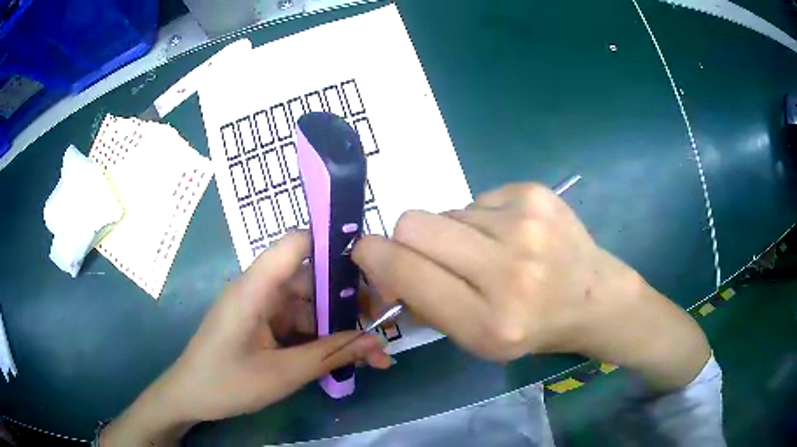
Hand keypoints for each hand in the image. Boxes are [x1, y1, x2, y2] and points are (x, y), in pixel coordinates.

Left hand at [101, 232, 390, 445]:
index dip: (333, 244)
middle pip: (310, 279)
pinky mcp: (260, 323)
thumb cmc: (228, 383)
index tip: (372, 266)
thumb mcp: (284, 374)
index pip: (297, 244)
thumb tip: (378, 342)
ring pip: (307, 305)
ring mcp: (259, 307)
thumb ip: (332, 355)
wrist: (189, 398)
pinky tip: (339, 356)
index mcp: (255, 288)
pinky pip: (295, 323)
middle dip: (347, 302)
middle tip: (382, 323)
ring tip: (370, 352)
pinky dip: (318, 337)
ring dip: (336, 327)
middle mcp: (259, 289)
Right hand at [354, 183, 709, 389]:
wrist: (596, 298)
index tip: (366, 252)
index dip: (373, 256)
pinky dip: (483, 219)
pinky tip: (512, 236)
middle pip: (414, 223)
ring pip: (447, 211)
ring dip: (455, 232)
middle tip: (435, 255)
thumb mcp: (476, 341)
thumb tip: (385, 263)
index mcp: (489, 320)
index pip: (405, 270)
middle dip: (410, 239)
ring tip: (489, 252)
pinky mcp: (534, 193)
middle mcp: (509, 269)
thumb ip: (426, 303)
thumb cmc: (533, 329)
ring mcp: (525, 224)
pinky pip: (477, 199)